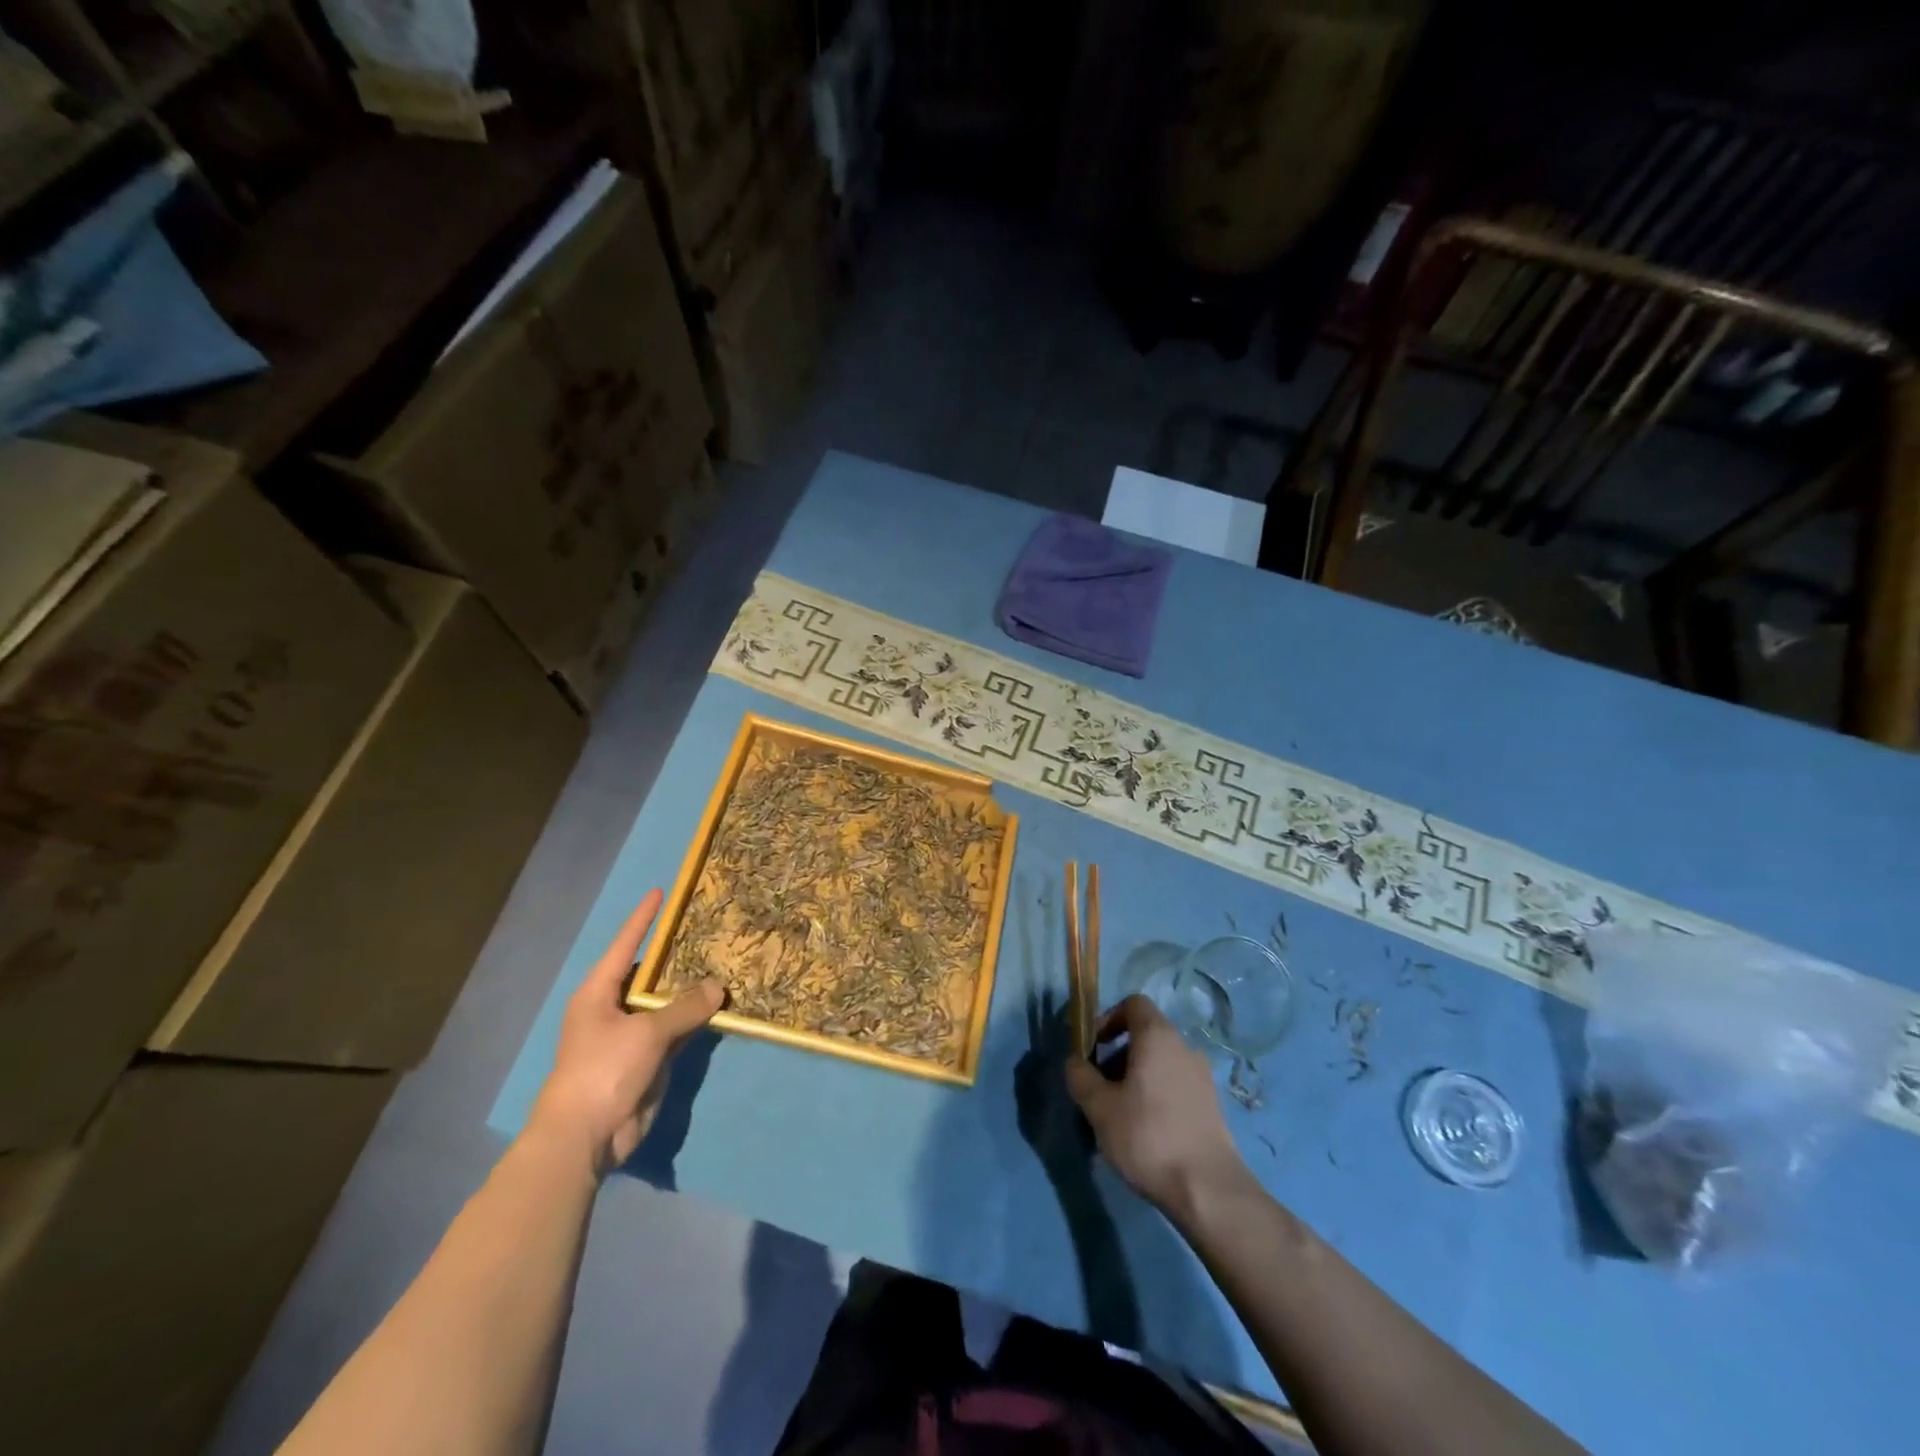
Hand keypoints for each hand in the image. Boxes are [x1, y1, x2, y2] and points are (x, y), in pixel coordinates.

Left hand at [527, 890, 724, 1176]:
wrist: (584, 1138)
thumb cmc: (603, 1072)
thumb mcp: (646, 1033)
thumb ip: (684, 1007)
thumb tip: (718, 987)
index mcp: (599, 993)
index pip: (625, 944)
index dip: (643, 919)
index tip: (659, 893)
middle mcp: (614, 1008)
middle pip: (650, 973)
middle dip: (678, 954)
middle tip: (709, 928)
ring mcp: (632, 1035)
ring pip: (667, 1003)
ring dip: (692, 989)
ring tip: (724, 961)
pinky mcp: (648, 1059)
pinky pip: (677, 1029)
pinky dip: (696, 1019)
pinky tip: (721, 1005)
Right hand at [1064, 996, 1248, 1215]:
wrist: (1208, 1191)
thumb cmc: (1148, 1137)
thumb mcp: (1099, 1107)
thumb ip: (1080, 1076)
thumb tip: (1074, 1061)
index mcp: (1158, 1036)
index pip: (1133, 1004)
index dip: (1107, 1018)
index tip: (1091, 1047)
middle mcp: (1184, 1047)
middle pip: (1145, 1035)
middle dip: (1116, 1055)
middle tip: (1098, 1088)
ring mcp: (1202, 1076)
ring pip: (1159, 1062)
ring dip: (1134, 1077)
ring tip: (1117, 1115)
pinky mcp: (1211, 1105)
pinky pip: (1174, 1085)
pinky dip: (1155, 1095)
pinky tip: (1143, 1132)